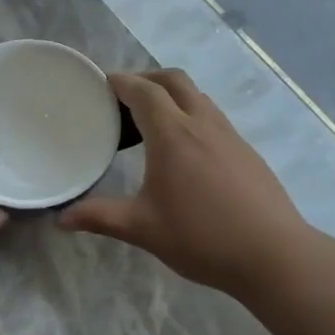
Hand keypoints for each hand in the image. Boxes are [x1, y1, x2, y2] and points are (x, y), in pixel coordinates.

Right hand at [60, 70, 308, 295]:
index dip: (120, 82)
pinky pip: (212, 117)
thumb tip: (61, 219)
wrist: (273, 255)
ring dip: (171, 96)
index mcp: (173, 134)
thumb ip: (99, 218)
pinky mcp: (246, 152)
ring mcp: (229, 135)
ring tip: (148, 123)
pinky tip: (183, 152)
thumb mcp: (142, 229)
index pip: (143, 91)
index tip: (99, 84)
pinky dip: (190, 116)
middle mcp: (202, 124)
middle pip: (174, 80)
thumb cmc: (201, 237)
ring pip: (197, 97)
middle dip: (146, 79)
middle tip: (122, 98)